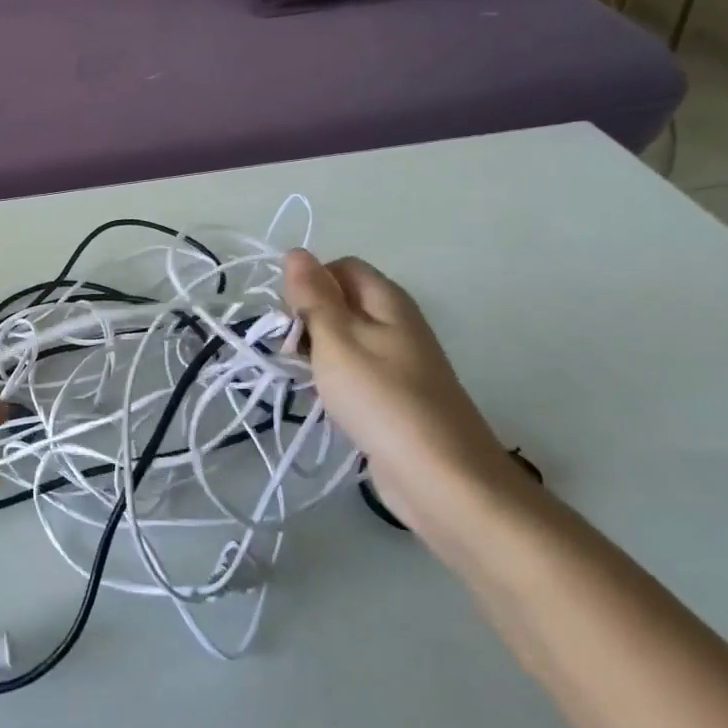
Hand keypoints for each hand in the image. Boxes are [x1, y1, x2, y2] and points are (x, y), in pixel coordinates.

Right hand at [282, 250, 538, 553]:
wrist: (439, 475)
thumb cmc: (381, 398)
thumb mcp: (337, 339)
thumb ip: (314, 296)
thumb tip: (296, 252)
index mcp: (388, 300)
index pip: (340, 267)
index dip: (309, 284)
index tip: (287, 317)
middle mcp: (397, 322)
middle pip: (342, 302)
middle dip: (308, 319)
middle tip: (289, 351)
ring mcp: (399, 361)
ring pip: (345, 339)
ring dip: (316, 352)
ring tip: (300, 377)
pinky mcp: (396, 395)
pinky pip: (356, 371)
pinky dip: (334, 379)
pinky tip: (323, 400)